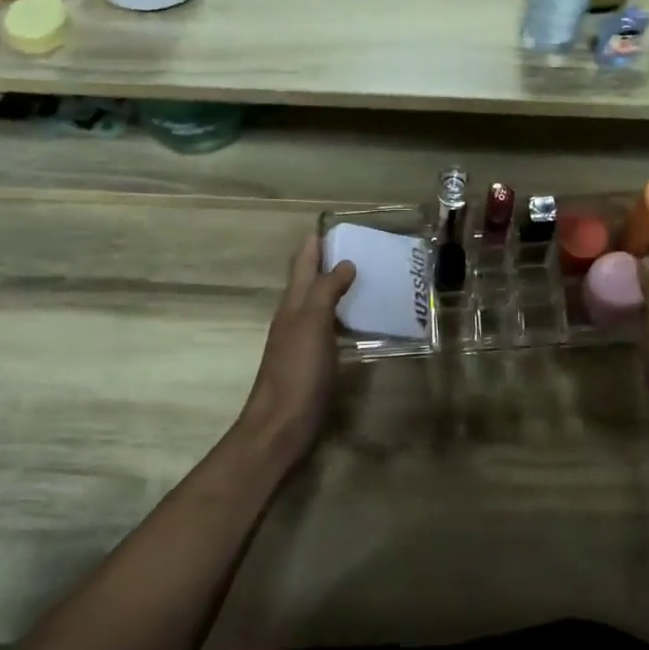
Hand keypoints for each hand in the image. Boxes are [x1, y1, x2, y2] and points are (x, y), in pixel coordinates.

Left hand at [236, 236, 355, 463]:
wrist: (280, 425)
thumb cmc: (297, 372)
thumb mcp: (312, 324)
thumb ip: (326, 291)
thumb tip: (343, 262)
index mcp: (293, 304)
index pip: (302, 263)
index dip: (315, 243)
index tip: (335, 224)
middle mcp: (295, 317)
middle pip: (310, 281)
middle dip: (329, 261)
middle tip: (362, 247)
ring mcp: (303, 340)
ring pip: (320, 303)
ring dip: (338, 288)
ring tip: (367, 277)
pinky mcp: (314, 361)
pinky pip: (330, 328)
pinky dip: (344, 316)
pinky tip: (361, 321)